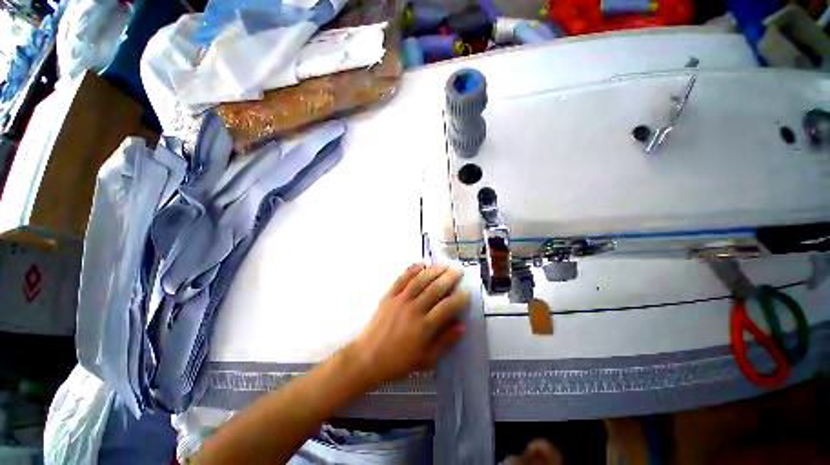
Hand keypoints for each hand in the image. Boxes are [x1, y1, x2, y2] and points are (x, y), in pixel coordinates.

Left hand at [351, 263, 467, 385]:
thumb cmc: (398, 362)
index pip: (447, 307)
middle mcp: (414, 309)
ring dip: (434, 271)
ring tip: (444, 265)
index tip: (467, 290)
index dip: (459, 297)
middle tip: (458, 270)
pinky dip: (412, 269)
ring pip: (420, 280)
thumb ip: (444, 342)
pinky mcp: (389, 295)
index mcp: (424, 326)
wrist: (368, 357)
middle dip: (449, 278)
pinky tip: (421, 263)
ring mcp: (400, 300)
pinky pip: (402, 279)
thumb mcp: (426, 359)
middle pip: (435, 289)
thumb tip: (461, 326)